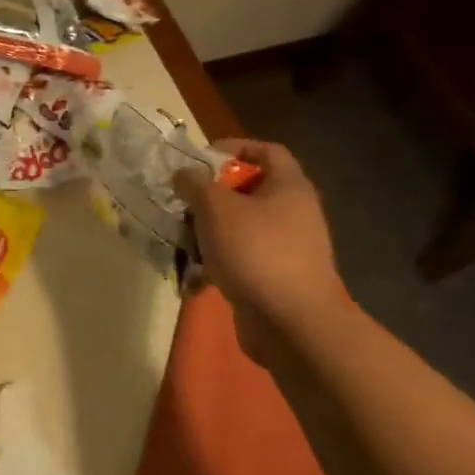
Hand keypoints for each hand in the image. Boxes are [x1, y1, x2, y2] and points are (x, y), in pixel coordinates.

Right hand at [173, 139, 346, 357]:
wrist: (294, 327)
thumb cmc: (256, 252)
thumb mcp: (216, 207)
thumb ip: (195, 183)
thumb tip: (184, 174)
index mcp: (289, 187)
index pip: (267, 151)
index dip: (234, 147)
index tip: (201, 159)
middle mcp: (294, 214)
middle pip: (248, 191)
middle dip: (211, 196)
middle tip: (183, 202)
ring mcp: (287, 249)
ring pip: (240, 228)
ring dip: (208, 233)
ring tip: (180, 241)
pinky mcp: (276, 280)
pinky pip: (241, 261)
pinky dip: (218, 266)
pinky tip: (194, 279)